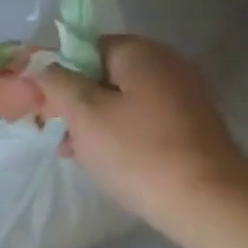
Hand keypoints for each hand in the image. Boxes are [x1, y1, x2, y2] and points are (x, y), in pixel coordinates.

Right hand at [20, 35, 247, 224]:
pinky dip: (120, 133)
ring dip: (94, 121)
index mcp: (140, 52)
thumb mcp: (85, 114)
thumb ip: (57, 83)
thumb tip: (42, 65)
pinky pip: (143, 120)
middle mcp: (166, 64)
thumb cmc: (137, 152)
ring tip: (74, 152)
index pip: (87, 47)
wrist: (207, 200)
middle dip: (75, 100)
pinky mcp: (190, 126)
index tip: (41, 102)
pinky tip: (104, 160)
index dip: (59, 71)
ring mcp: (183, 95)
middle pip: (105, 73)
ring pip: (123, 100)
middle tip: (54, 130)